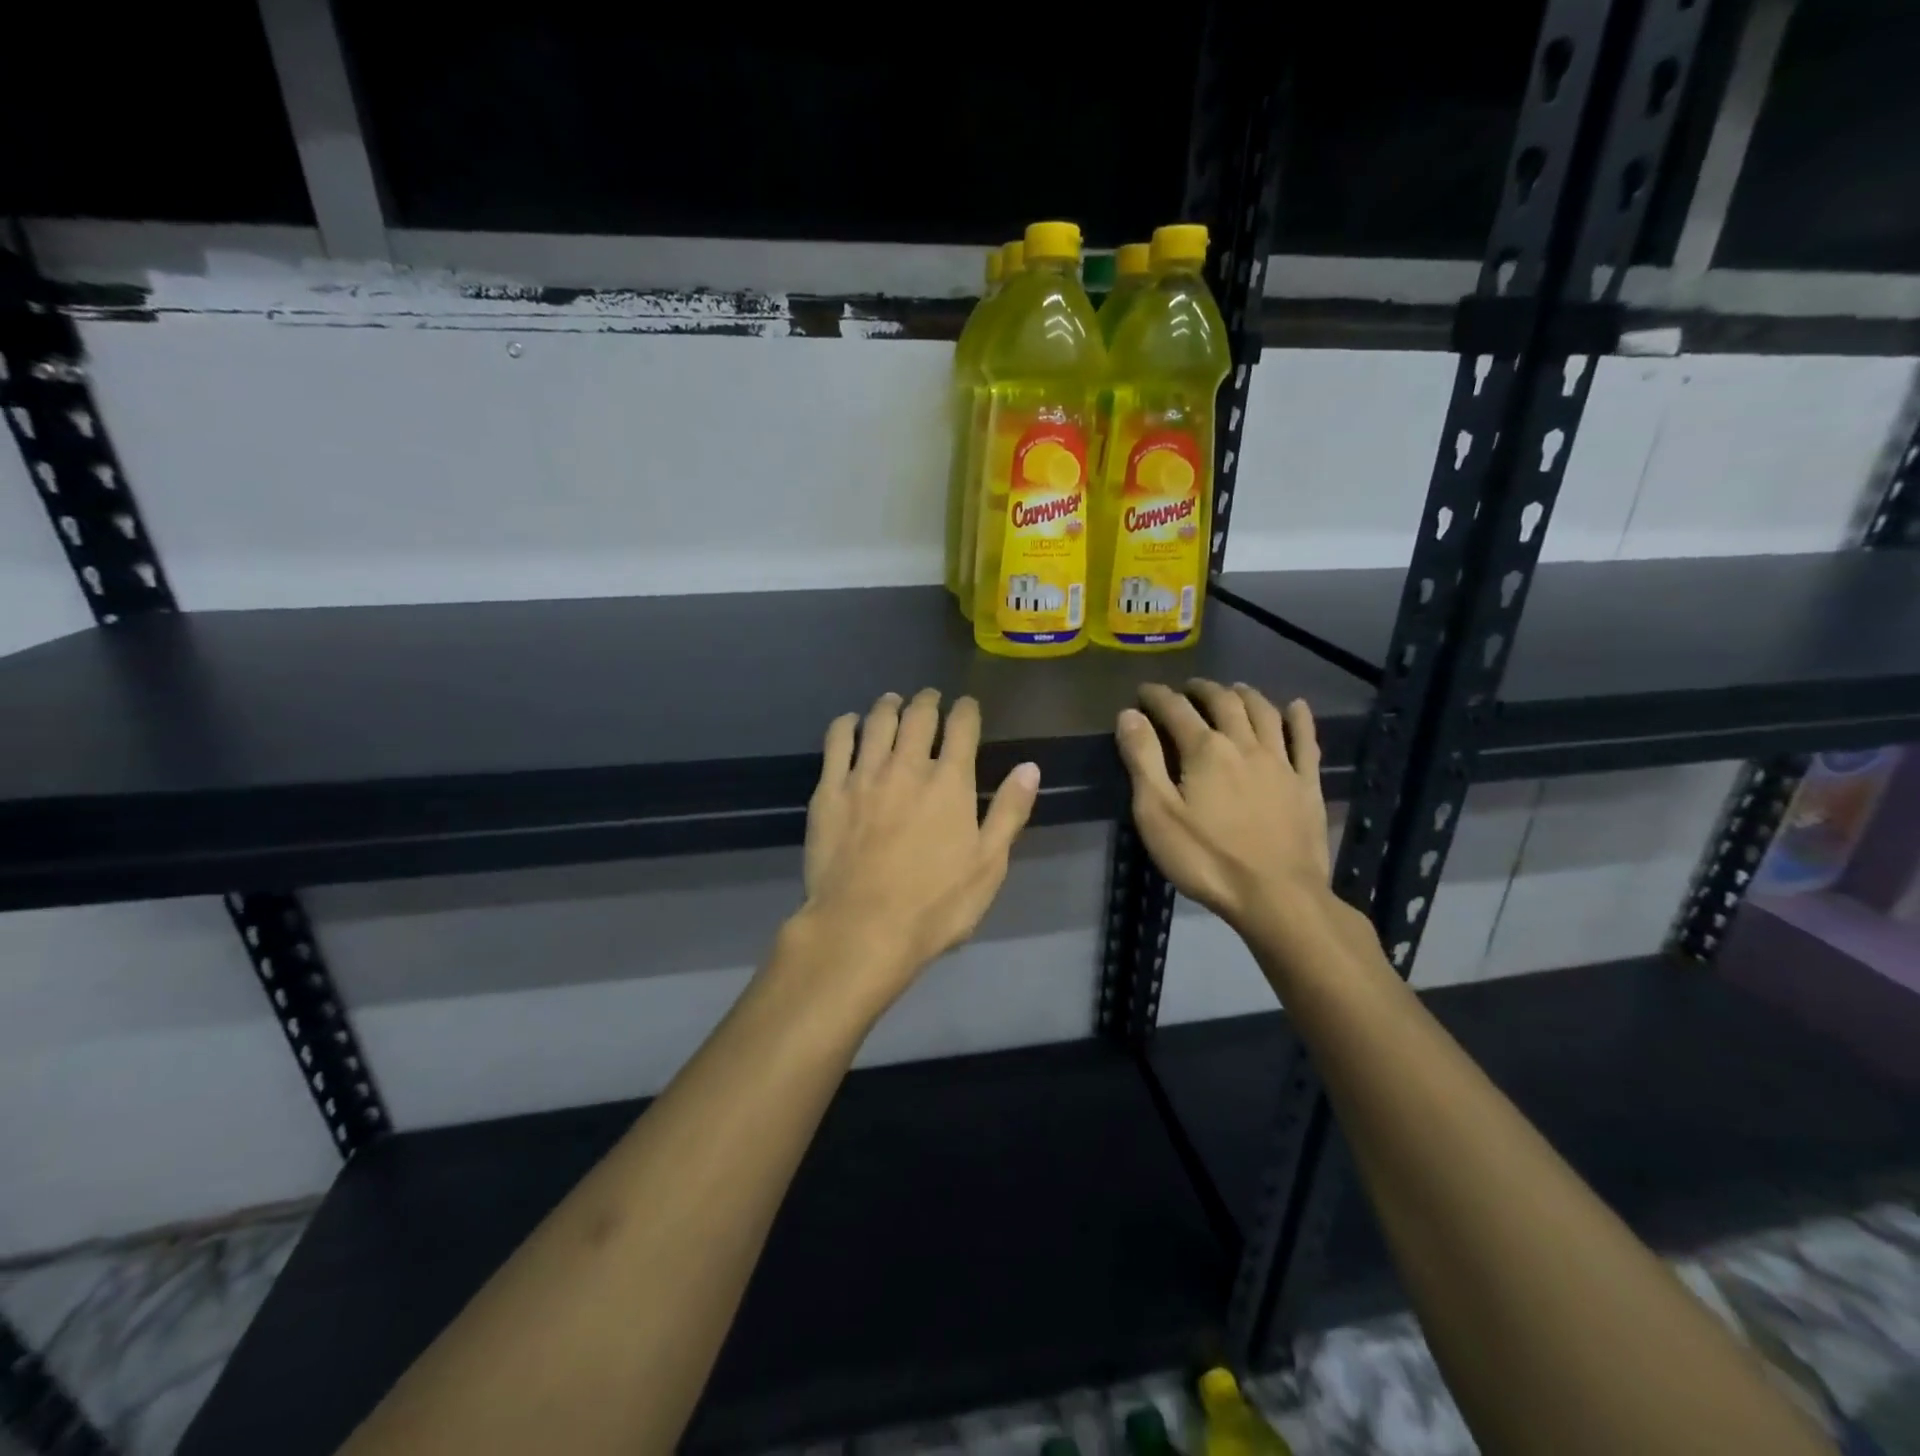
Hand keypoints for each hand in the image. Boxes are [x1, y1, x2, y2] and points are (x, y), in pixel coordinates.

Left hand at [795, 689, 1040, 1011]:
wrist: (861, 927)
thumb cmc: (935, 904)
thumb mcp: (989, 865)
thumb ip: (1010, 811)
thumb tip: (1030, 767)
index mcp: (950, 782)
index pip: (962, 728)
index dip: (967, 710)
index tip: (967, 705)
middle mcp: (907, 767)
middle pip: (919, 717)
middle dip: (928, 700)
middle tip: (931, 697)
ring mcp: (864, 775)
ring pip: (877, 722)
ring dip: (889, 705)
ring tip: (893, 700)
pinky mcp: (829, 791)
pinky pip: (836, 743)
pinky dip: (846, 725)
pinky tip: (850, 722)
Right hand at [1116, 681, 1333, 939]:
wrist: (1278, 897)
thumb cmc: (1207, 859)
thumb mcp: (1157, 814)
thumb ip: (1143, 760)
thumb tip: (1130, 715)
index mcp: (1205, 750)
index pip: (1176, 709)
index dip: (1158, 696)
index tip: (1144, 691)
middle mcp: (1245, 744)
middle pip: (1224, 702)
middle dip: (1202, 690)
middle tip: (1188, 688)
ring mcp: (1281, 763)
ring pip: (1264, 713)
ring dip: (1246, 695)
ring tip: (1234, 689)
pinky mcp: (1307, 784)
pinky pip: (1306, 741)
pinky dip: (1300, 719)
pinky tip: (1297, 707)